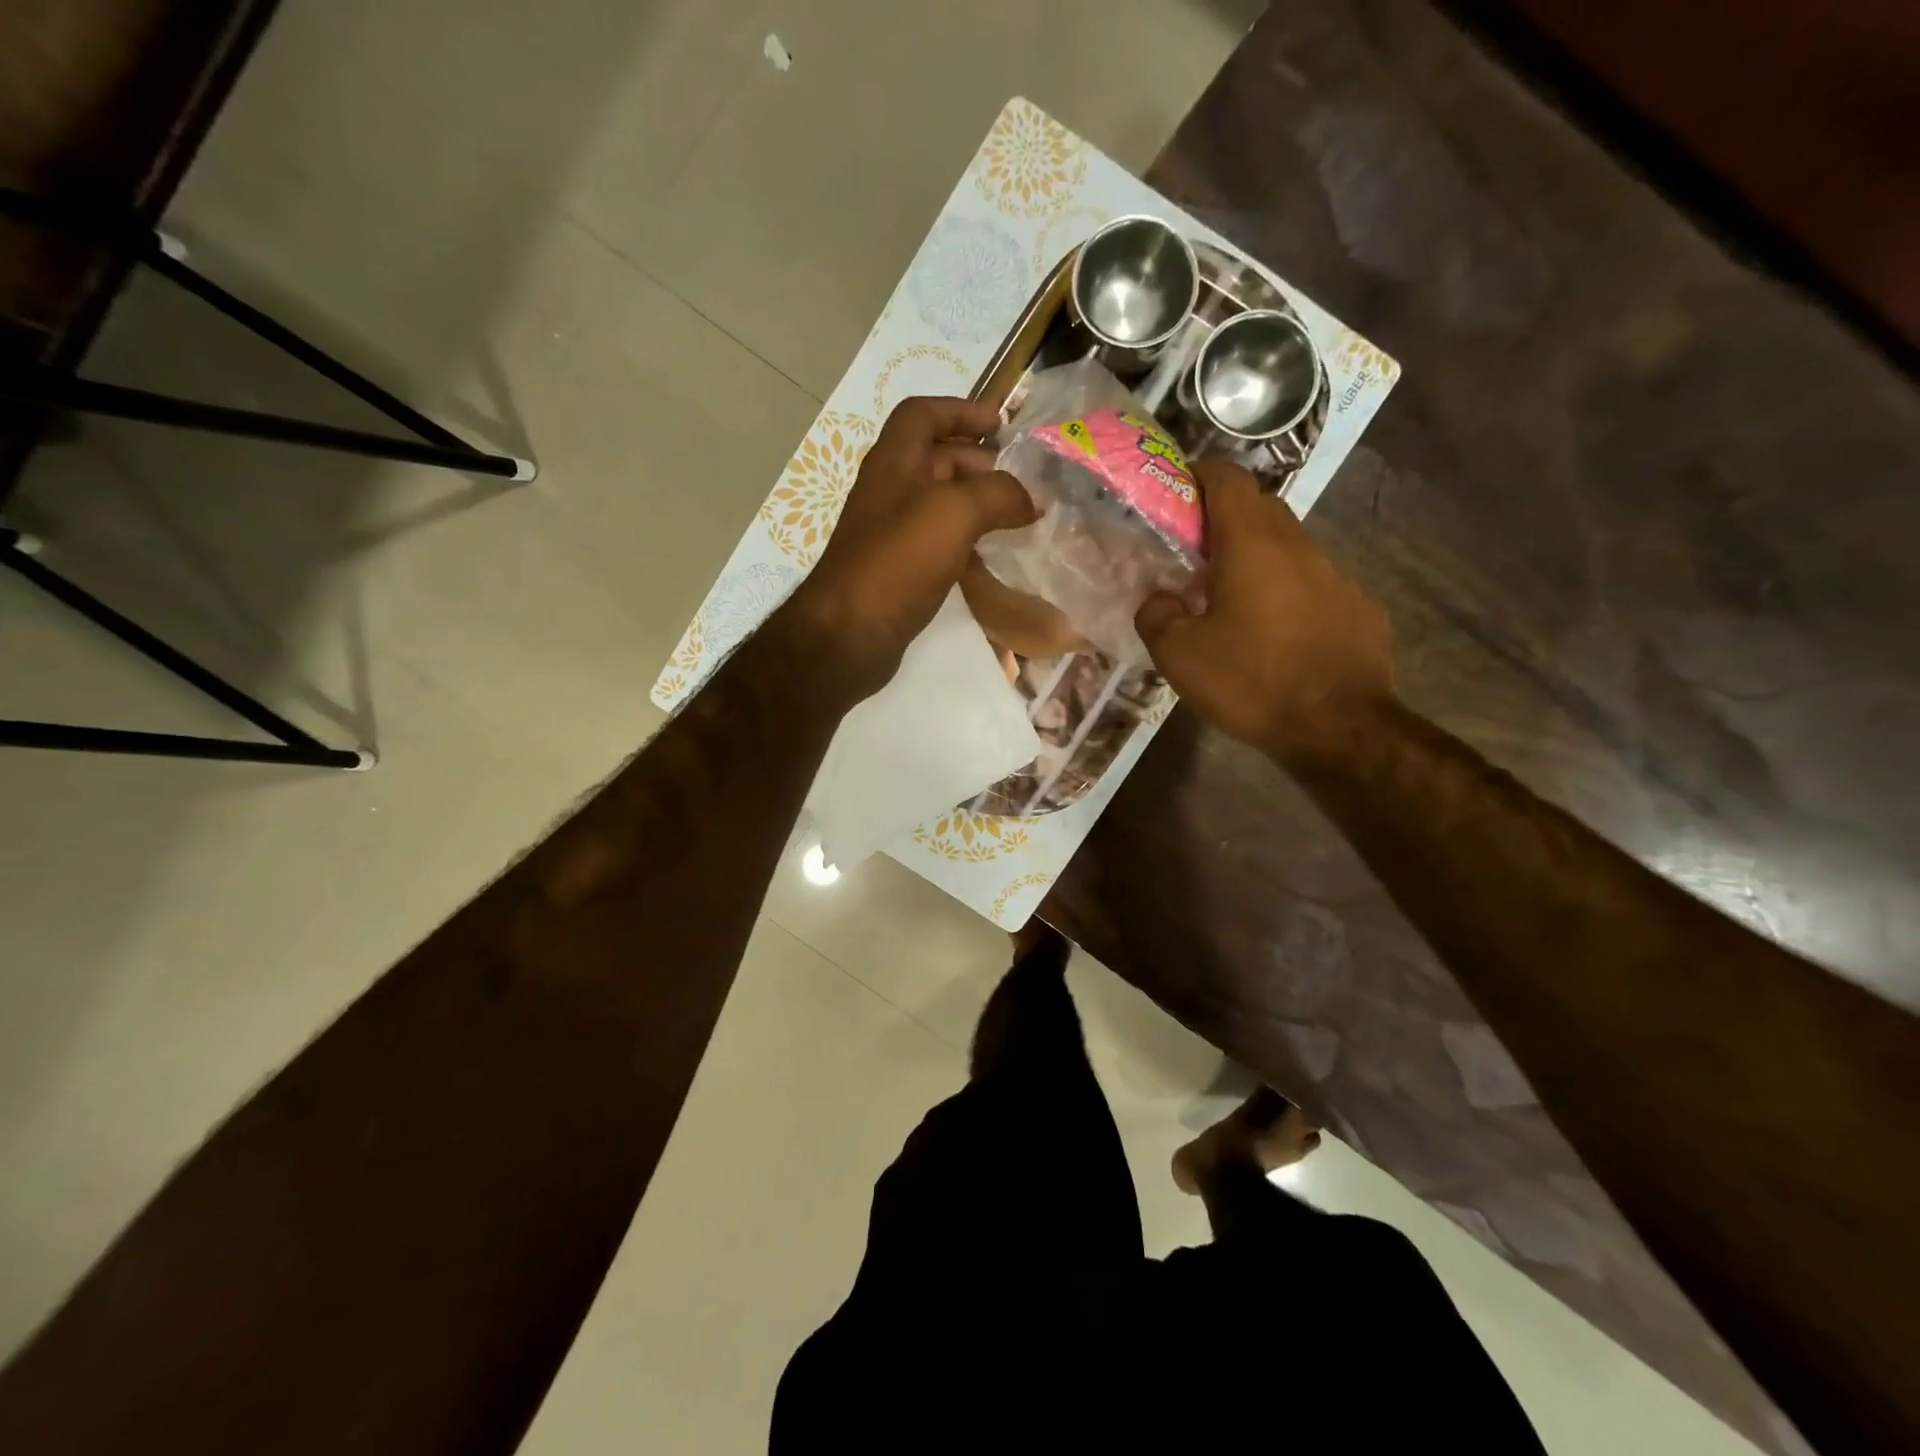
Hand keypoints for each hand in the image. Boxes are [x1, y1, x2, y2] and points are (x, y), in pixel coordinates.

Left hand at [784, 397, 1035, 701]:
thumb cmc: (897, 562)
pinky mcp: (899, 570)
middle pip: (937, 459)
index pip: (923, 414)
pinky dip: (968, 541)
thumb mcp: (954, 513)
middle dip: (981, 462)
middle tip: (1023, 482)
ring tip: (1018, 518)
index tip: (1001, 424)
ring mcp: (892, 533)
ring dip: (978, 504)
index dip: (961, 411)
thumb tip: (1033, 499)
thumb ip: (999, 495)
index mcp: (894, 461)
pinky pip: (939, 542)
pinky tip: (993, 557)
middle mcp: (890, 490)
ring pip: (941, 504)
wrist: (850, 634)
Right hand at [1135, 458, 1393, 762]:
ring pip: (1289, 547)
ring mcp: (1335, 576)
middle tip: (1193, 551)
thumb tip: (1160, 598)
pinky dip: (1287, 591)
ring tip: (1231, 597)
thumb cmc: (1251, 682)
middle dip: (1224, 517)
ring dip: (1257, 557)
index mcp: (1251, 544)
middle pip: (1260, 507)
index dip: (1199, 474)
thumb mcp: (1178, 655)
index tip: (1176, 490)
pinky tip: (1276, 633)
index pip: (1227, 478)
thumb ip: (1156, 614)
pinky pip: (1313, 584)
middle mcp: (1298, 546)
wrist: (1339, 728)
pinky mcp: (1357, 608)